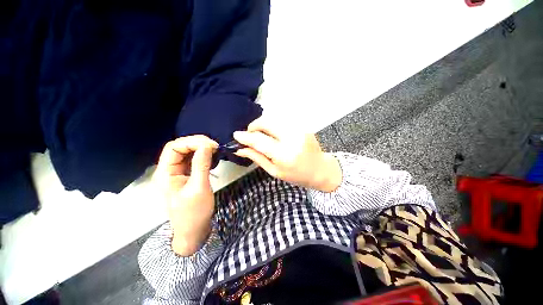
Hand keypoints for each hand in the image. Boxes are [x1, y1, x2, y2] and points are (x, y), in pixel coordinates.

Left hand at [154, 135, 217, 255]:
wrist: (193, 231)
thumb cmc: (194, 213)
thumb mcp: (199, 188)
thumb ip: (201, 165)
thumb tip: (207, 145)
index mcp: (165, 173)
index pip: (174, 147)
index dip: (192, 142)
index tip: (211, 145)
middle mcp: (168, 170)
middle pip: (179, 148)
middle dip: (197, 143)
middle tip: (215, 146)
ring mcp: (177, 173)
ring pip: (186, 153)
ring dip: (200, 148)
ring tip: (214, 149)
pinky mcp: (186, 176)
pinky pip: (192, 160)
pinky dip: (202, 156)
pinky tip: (210, 156)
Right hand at [233, 118, 341, 191]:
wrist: (320, 169)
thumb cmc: (296, 175)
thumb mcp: (274, 171)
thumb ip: (257, 157)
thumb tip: (240, 149)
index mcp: (284, 155)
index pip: (260, 141)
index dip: (246, 137)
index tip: (236, 135)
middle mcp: (292, 138)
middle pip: (267, 122)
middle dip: (254, 125)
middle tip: (251, 134)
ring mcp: (299, 130)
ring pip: (274, 119)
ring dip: (263, 125)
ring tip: (262, 135)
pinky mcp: (302, 126)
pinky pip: (282, 121)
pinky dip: (274, 125)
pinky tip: (274, 134)